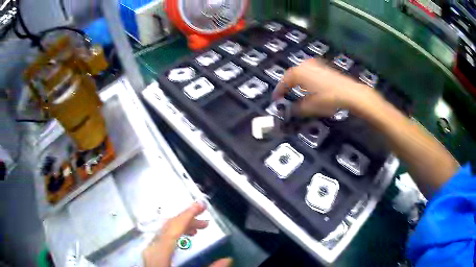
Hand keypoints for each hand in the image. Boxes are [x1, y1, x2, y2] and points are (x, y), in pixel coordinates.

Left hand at [143, 202, 232, 266]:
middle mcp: (152, 249)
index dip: (187, 215)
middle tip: (206, 219)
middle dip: (187, 219)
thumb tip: (228, 259)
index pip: (172, 229)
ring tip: (199, 227)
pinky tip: (186, 237)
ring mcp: (150, 251)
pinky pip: (164, 238)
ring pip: (165, 232)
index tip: (201, 205)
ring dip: (183, 226)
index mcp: (159, 254)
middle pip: (168, 227)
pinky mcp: (152, 254)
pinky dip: (176, 234)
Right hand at [272, 58, 373, 116]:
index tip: (276, 99)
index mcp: (298, 73)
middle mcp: (305, 65)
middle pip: (291, 74)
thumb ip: (297, 108)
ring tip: (295, 90)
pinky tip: (309, 86)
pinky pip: (309, 71)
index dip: (279, 91)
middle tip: (284, 94)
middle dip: (287, 84)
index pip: (284, 81)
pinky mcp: (324, 67)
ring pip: (301, 72)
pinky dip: (306, 78)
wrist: (349, 93)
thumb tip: (290, 110)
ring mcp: (315, 64)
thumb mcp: (310, 106)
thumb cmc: (327, 98)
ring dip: (296, 81)